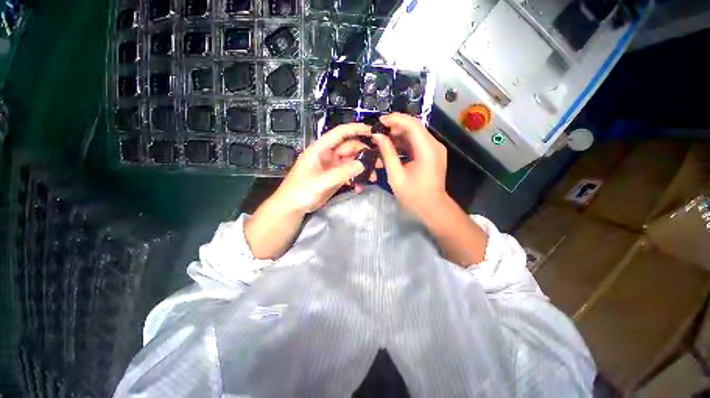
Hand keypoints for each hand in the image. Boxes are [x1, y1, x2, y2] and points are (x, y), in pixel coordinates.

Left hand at [271, 123, 371, 213]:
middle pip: (349, 148)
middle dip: (364, 153)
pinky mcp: (335, 177)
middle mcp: (328, 155)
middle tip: (378, 163)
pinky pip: (349, 174)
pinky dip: (356, 178)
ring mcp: (332, 167)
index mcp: (320, 149)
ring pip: (351, 161)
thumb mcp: (321, 182)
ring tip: (373, 177)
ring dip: (362, 167)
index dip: (355, 129)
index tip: (372, 132)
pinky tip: (361, 187)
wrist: (292, 207)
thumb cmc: (301, 191)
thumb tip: (363, 164)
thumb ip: (341, 173)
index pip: (340, 133)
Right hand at [372, 113, 447, 219]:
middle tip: (378, 133)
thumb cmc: (413, 195)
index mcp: (427, 149)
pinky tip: (393, 148)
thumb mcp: (396, 175)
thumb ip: (387, 153)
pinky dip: (405, 143)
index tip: (379, 122)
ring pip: (415, 134)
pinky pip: (417, 143)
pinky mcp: (433, 154)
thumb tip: (377, 136)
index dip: (394, 119)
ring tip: (383, 141)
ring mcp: (435, 149)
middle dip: (395, 127)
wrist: (432, 208)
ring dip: (399, 135)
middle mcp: (434, 144)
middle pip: (414, 126)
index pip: (412, 124)